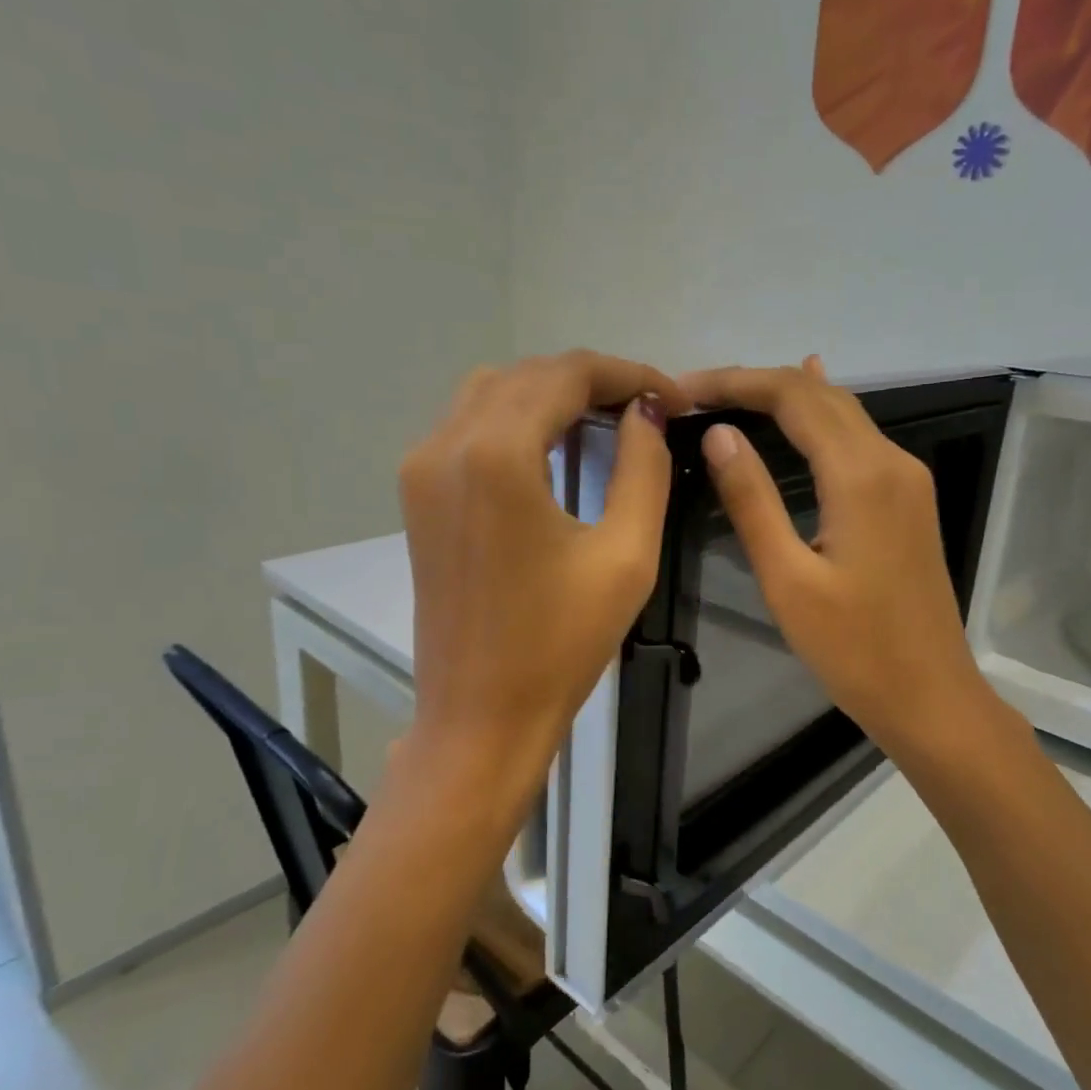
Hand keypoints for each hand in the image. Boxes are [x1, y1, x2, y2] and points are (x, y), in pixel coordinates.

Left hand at [398, 351, 688, 823]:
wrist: (480, 715)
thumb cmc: (561, 644)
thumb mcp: (626, 555)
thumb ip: (643, 468)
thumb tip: (646, 413)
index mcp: (497, 455)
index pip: (567, 374)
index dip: (628, 374)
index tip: (674, 397)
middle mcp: (447, 444)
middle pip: (526, 375)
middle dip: (591, 381)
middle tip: (646, 410)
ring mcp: (422, 468)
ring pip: (491, 392)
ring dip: (550, 394)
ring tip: (604, 423)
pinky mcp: (417, 495)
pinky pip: (467, 426)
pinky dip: (514, 419)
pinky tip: (553, 448)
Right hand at [679, 357, 1002, 770]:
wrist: (930, 696)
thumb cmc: (853, 649)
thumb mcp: (787, 579)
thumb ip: (752, 500)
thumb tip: (718, 434)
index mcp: (861, 475)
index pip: (793, 397)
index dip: (735, 382)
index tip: (684, 389)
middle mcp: (891, 461)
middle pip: (819, 395)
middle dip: (756, 383)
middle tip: (696, 393)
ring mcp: (906, 478)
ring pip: (842, 412)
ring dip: (786, 397)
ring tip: (728, 397)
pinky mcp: (908, 498)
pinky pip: (858, 437)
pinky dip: (819, 416)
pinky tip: (807, 398)